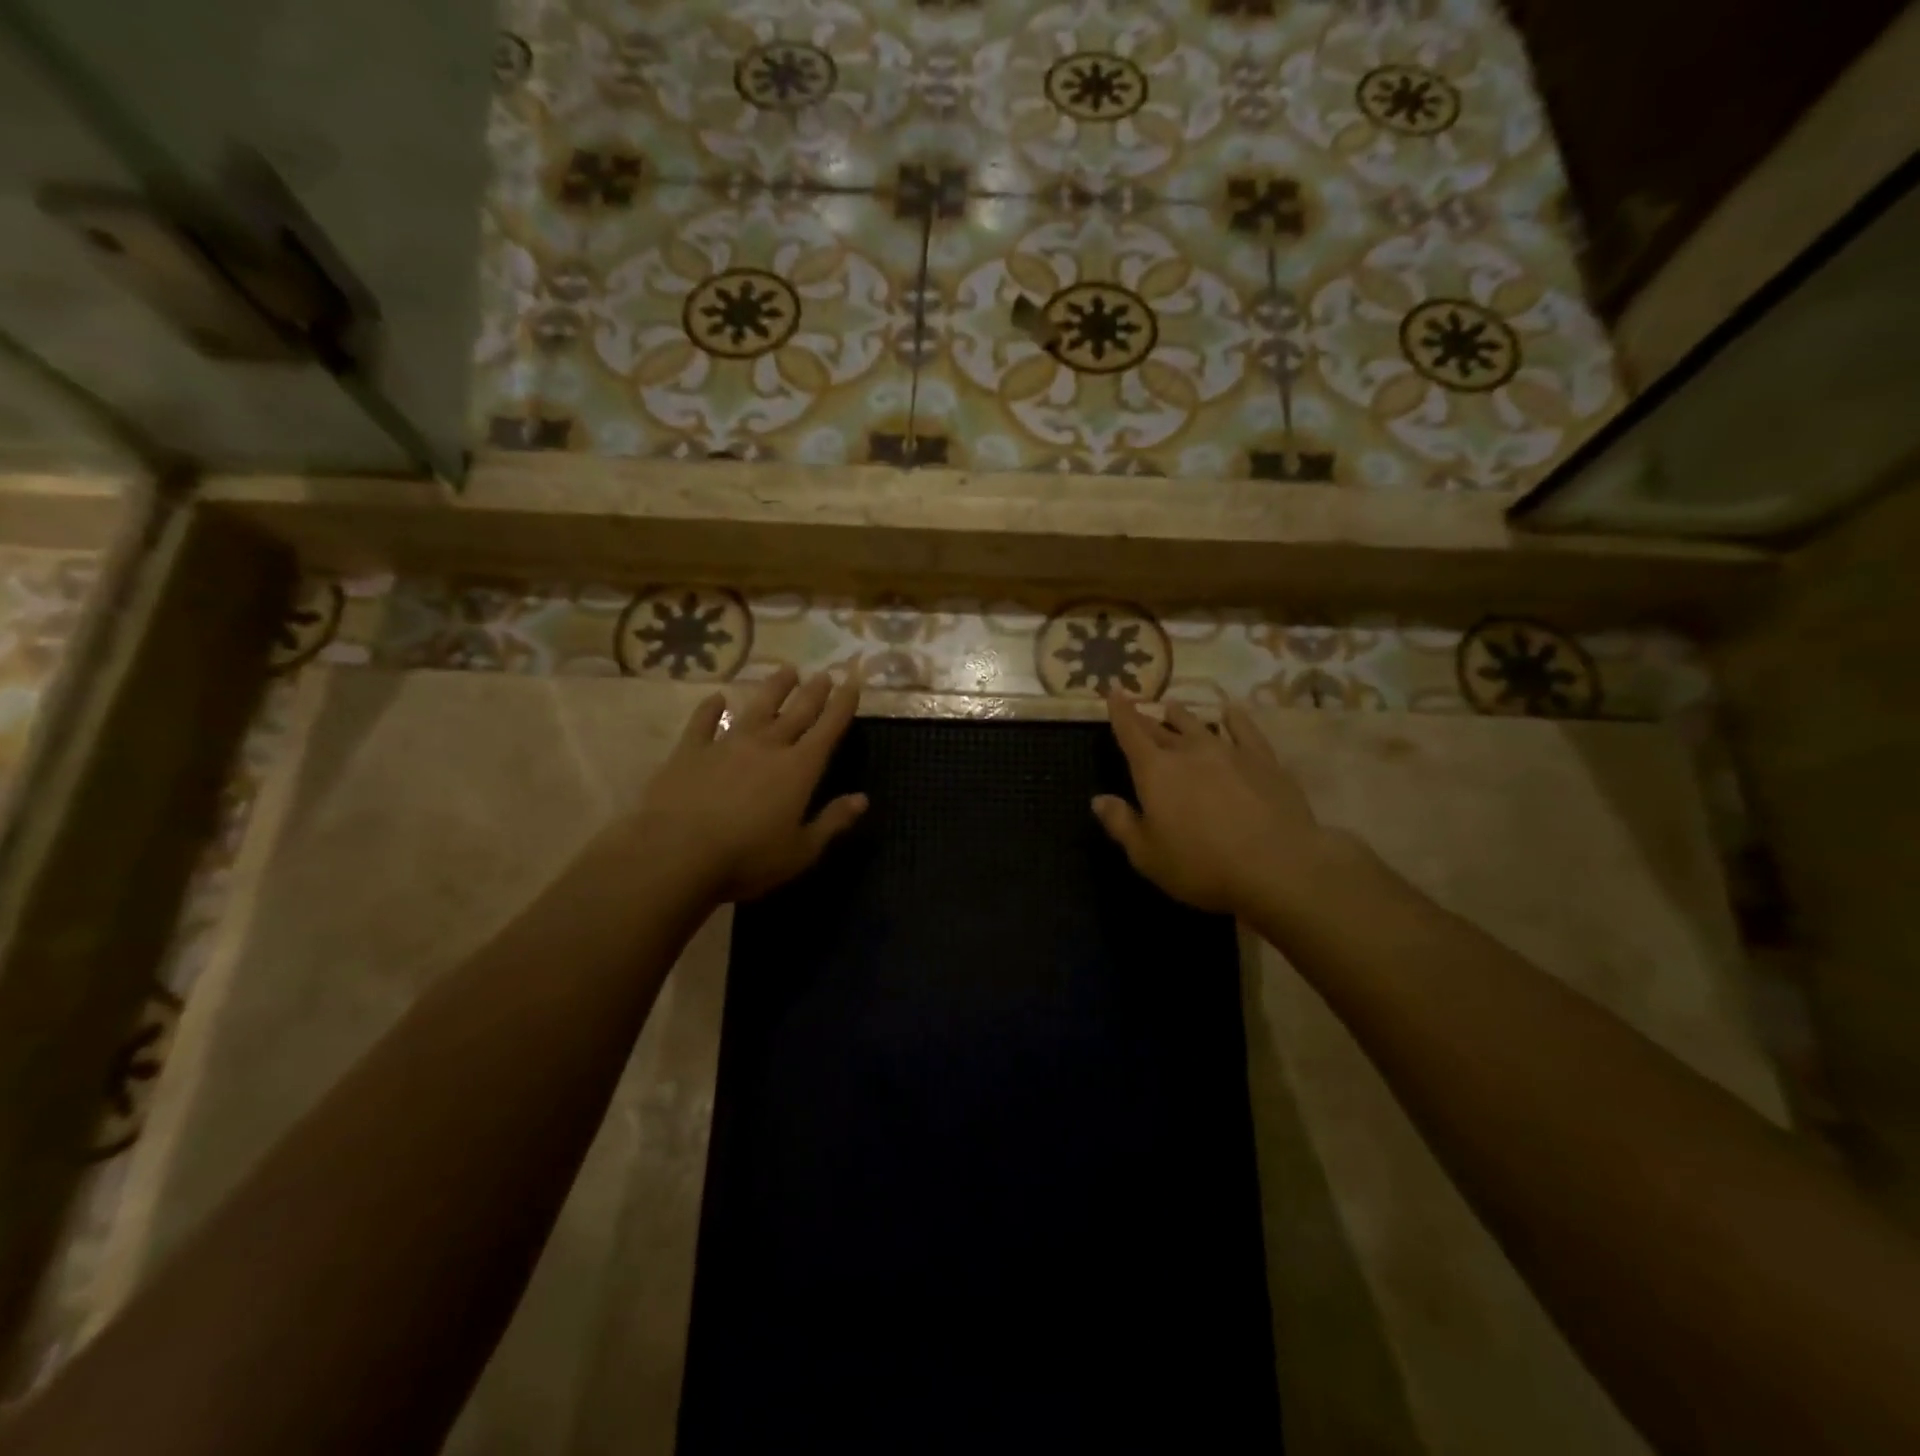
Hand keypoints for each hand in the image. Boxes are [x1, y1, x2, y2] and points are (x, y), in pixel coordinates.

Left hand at [633, 666, 866, 902]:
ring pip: (756, 708)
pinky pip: (703, 722)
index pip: (828, 729)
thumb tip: (862, 799)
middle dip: (814, 692)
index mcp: (799, 769)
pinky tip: (716, 698)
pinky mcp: (690, 751)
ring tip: (787, 670)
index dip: (843, 705)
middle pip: (797, 712)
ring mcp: (726, 744)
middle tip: (825, 673)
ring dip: (774, 688)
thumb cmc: (747, 858)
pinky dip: (710, 708)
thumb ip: (832, 822)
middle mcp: (767, 747)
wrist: (676, 853)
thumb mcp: (800, 851)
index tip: (853, 682)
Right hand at [1092, 695, 1330, 916]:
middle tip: (1138, 710)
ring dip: (1183, 716)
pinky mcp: (1263, 760)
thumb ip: (1121, 823)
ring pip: (1199, 725)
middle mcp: (1189, 752)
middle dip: (1146, 719)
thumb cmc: (1201, 865)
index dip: (1120, 712)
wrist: (1277, 867)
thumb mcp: (1146, 855)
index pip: (1130, 733)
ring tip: (1173, 706)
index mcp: (1155, 772)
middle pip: (1162, 729)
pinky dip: (1234, 718)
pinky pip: (1244, 730)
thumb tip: (1098, 799)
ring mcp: (1229, 752)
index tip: (1114, 691)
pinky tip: (1230, 712)